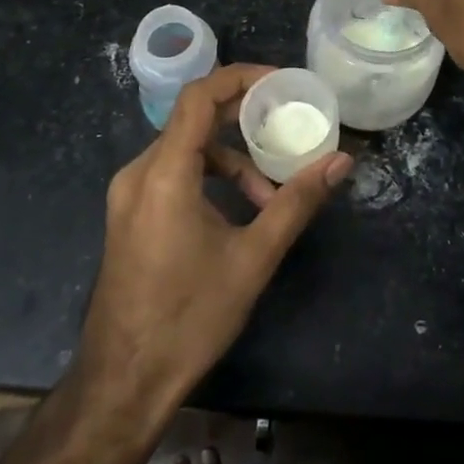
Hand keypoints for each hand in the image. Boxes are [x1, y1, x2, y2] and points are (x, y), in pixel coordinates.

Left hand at [76, 64, 352, 421]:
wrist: (122, 386)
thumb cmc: (189, 319)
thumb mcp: (252, 258)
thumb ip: (297, 202)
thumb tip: (341, 162)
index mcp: (164, 172)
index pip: (199, 96)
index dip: (240, 78)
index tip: (280, 82)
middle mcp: (139, 172)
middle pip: (193, 119)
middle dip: (242, 117)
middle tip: (286, 121)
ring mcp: (129, 195)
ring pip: (185, 150)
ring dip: (230, 160)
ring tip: (267, 196)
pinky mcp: (130, 215)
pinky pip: (172, 173)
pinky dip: (208, 178)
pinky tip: (236, 214)